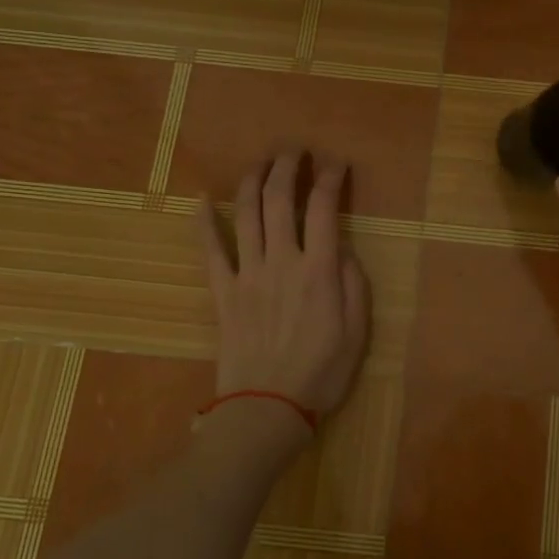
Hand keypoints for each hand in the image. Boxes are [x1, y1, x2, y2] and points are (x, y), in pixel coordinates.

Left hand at [199, 150, 370, 419]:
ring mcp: (247, 274)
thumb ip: (353, 283)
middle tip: (295, 150)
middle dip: (287, 167)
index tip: (336, 163)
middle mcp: (281, 261)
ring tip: (261, 163)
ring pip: (246, 214)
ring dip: (252, 181)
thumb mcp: (358, 331)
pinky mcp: (223, 292)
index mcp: (318, 271)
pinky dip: (203, 222)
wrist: (267, 407)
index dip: (330, 178)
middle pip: (279, 200)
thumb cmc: (322, 372)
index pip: (323, 208)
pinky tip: (201, 199)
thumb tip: (340, 249)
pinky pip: (209, 250)